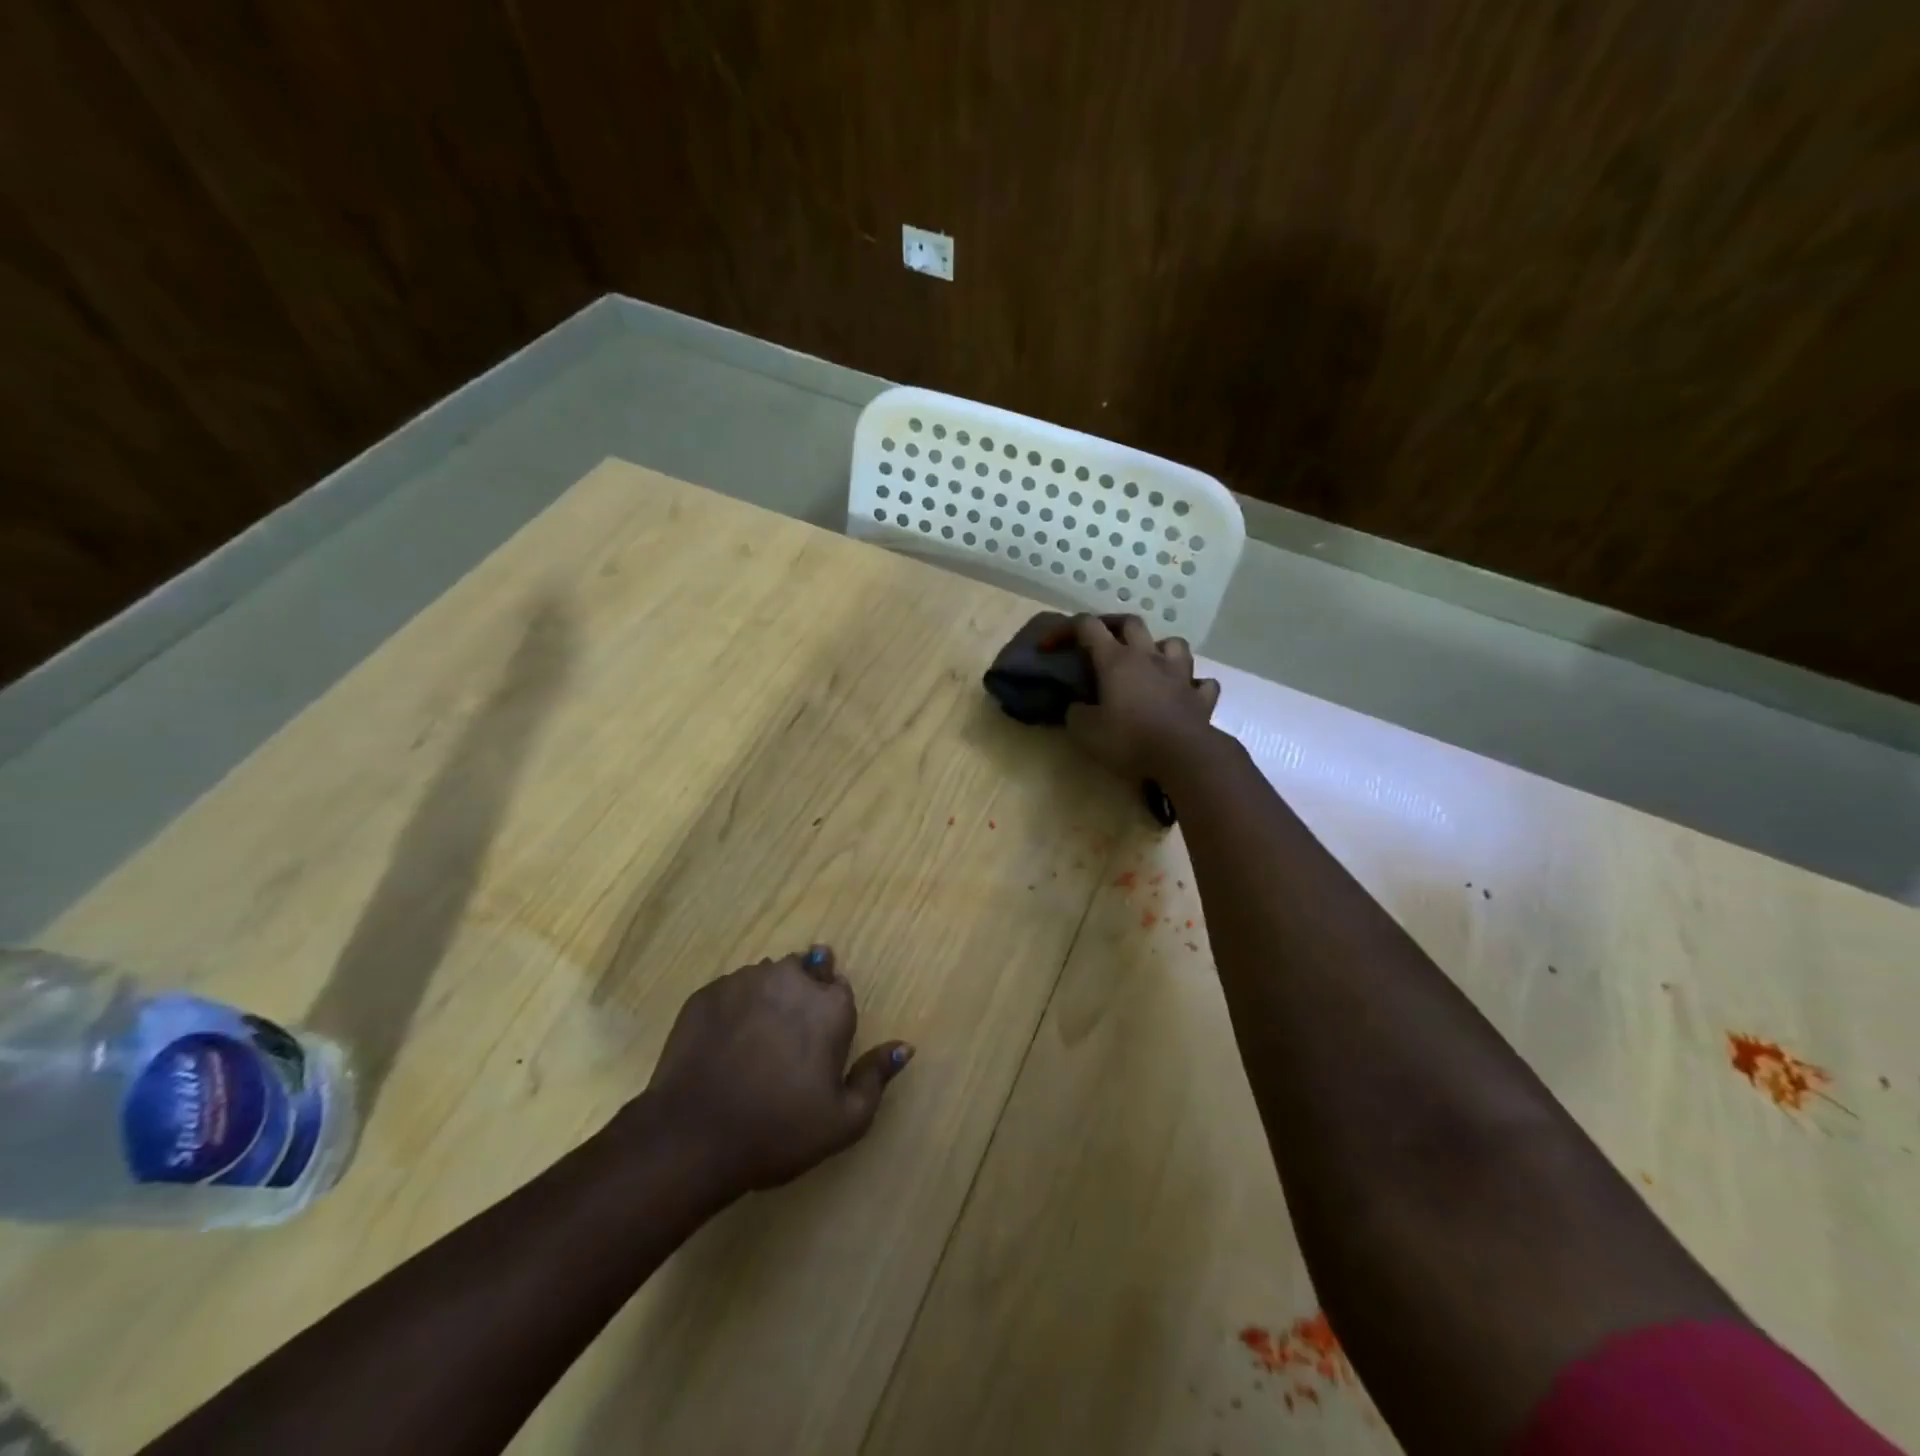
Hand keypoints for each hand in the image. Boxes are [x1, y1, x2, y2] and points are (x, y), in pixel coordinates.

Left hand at [645, 946, 912, 1194]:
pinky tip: (723, 1046)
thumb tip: (904, 1046)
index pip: (839, 989)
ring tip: (753, 1044)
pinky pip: (731, 991)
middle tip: (786, 1042)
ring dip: (768, 999)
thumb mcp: (844, 1121)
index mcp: (829, 1004)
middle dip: (801, 996)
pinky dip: (733, 1009)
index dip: (830, 1017)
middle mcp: (790, 978)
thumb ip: (876, 1077)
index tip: (817, 1047)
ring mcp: (744, 981)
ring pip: (766, 978)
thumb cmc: (778, 1131)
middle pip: (804, 972)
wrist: (692, 1138)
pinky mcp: (706, 993)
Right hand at [1058, 614, 1220, 779]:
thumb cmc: (1129, 739)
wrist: (1183, 756)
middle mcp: (1149, 658)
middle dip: (1112, 626)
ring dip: (1159, 648)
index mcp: (1116, 660)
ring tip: (1150, 662)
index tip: (1049, 647)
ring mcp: (1180, 675)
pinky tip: (1185, 693)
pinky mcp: (1201, 697)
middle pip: (1131, 623)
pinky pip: (1202, 683)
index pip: (1087, 627)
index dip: (1064, 630)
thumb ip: (1076, 713)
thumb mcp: (1086, 731)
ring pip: (1174, 643)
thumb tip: (1077, 707)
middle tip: (1101, 642)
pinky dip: (1193, 685)